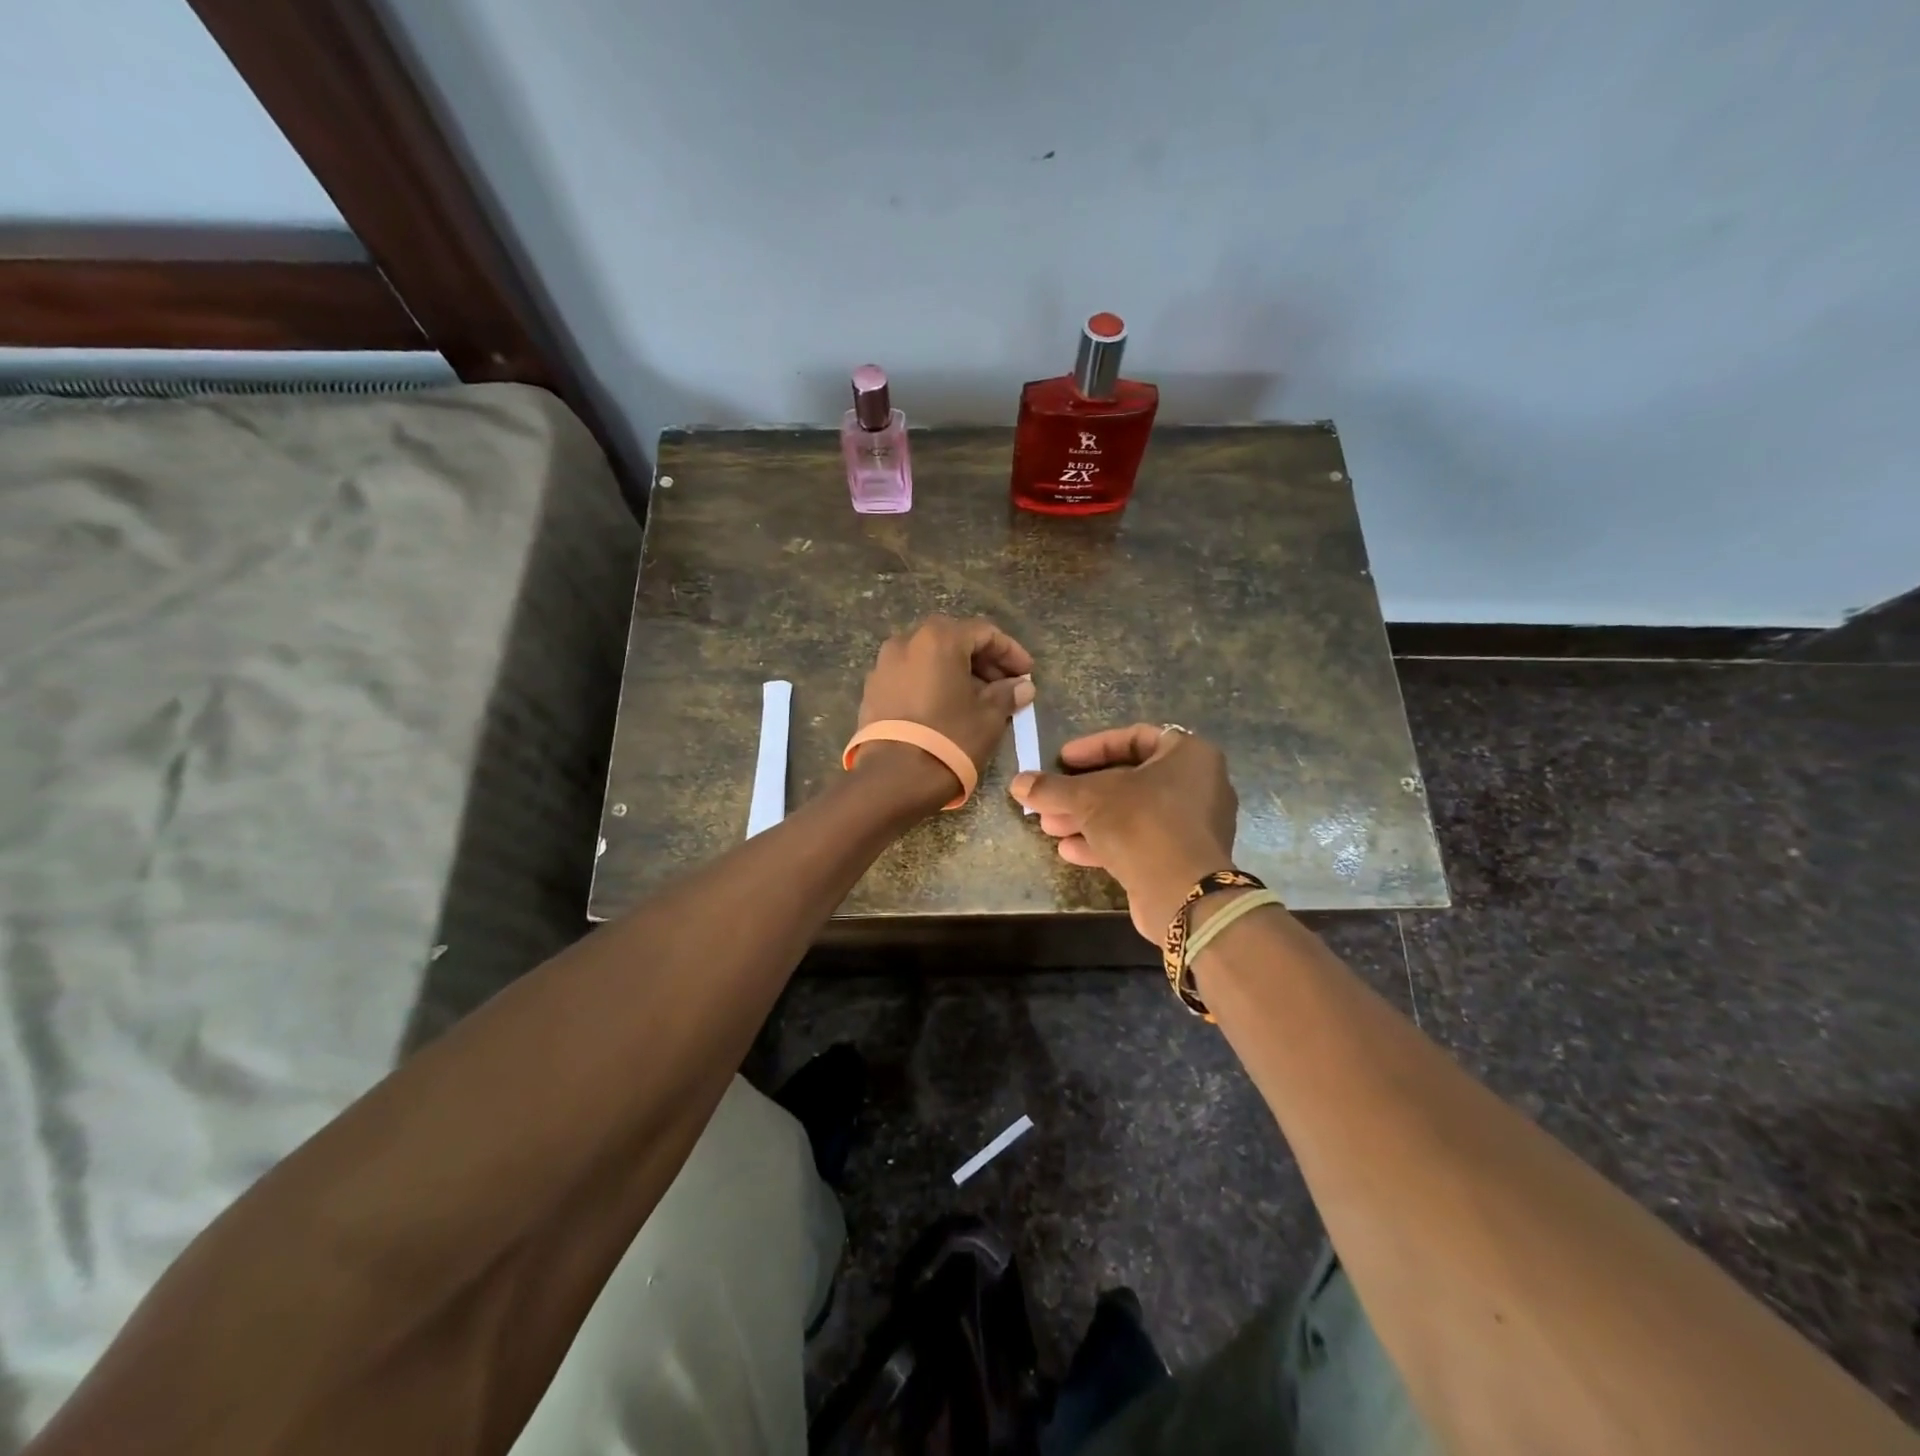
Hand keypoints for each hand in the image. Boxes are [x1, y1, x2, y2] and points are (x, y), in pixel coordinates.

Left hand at [853, 615, 1035, 811]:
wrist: (892, 778)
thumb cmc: (949, 739)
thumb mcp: (988, 717)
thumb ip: (1007, 694)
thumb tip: (1022, 686)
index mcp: (939, 638)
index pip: (984, 633)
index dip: (1011, 652)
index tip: (1027, 674)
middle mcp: (906, 641)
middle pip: (954, 640)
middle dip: (983, 661)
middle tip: (1004, 686)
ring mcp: (884, 665)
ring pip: (929, 658)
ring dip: (957, 672)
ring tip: (978, 699)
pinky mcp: (872, 689)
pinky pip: (910, 676)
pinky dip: (932, 683)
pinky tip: (947, 708)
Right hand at [1010, 724, 1238, 940]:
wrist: (1183, 895)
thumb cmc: (1142, 824)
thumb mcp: (1089, 799)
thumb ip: (1052, 788)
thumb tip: (1017, 782)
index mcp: (1188, 755)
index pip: (1135, 738)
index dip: (1093, 747)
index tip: (1062, 760)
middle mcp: (1198, 786)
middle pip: (1129, 780)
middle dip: (1082, 792)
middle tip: (1050, 799)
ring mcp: (1192, 826)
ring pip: (1131, 813)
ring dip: (1087, 819)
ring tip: (1049, 827)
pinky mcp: (1182, 860)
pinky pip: (1140, 840)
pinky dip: (1105, 842)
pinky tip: (1069, 851)